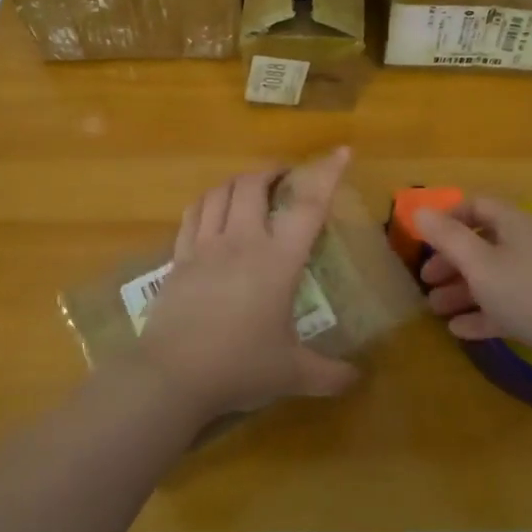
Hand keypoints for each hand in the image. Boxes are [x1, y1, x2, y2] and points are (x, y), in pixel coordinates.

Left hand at [133, 148, 360, 418]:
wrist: (173, 376)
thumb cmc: (239, 368)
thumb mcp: (292, 374)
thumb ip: (329, 374)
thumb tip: (358, 380)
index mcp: (278, 260)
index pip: (308, 205)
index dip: (327, 174)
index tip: (341, 152)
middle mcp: (242, 241)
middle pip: (254, 184)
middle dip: (272, 172)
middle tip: (285, 179)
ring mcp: (205, 246)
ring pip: (220, 192)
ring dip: (239, 182)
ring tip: (250, 189)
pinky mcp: (179, 258)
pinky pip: (193, 214)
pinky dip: (208, 202)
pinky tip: (213, 210)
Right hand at [414, 198, 531, 362]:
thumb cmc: (531, 295)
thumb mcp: (481, 264)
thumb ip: (448, 238)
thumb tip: (419, 211)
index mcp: (516, 225)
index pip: (479, 206)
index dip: (450, 217)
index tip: (424, 238)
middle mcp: (529, 247)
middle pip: (483, 244)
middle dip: (451, 260)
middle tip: (426, 280)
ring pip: (493, 278)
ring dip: (462, 291)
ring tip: (436, 309)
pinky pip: (507, 308)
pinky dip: (482, 316)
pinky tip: (460, 331)